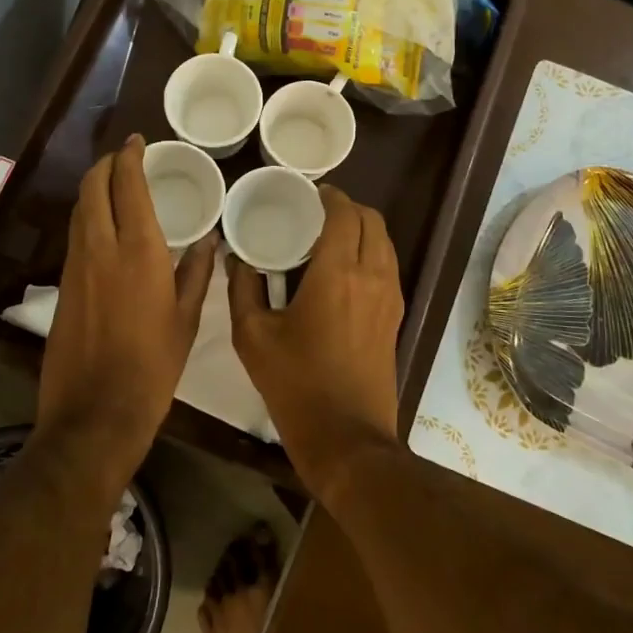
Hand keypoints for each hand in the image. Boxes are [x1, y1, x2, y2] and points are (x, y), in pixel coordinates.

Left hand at [39, 135, 216, 486]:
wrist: (95, 412)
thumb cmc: (153, 366)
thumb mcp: (187, 319)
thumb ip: (197, 273)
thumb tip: (207, 241)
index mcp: (139, 251)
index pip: (127, 185)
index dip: (130, 157)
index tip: (139, 142)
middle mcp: (101, 248)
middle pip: (92, 187)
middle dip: (106, 164)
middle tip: (125, 157)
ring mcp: (76, 266)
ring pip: (79, 210)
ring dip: (94, 188)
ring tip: (115, 184)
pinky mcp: (63, 285)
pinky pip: (75, 235)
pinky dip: (88, 216)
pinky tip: (105, 227)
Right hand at [227, 185, 403, 497]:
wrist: (347, 438)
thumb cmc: (296, 385)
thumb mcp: (253, 337)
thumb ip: (242, 288)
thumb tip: (236, 257)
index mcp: (337, 273)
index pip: (344, 213)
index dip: (329, 196)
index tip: (309, 193)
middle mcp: (372, 275)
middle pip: (372, 220)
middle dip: (348, 207)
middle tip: (317, 212)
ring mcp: (390, 297)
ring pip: (385, 242)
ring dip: (362, 228)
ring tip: (330, 236)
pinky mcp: (395, 316)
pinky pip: (388, 266)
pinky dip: (371, 252)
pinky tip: (343, 269)